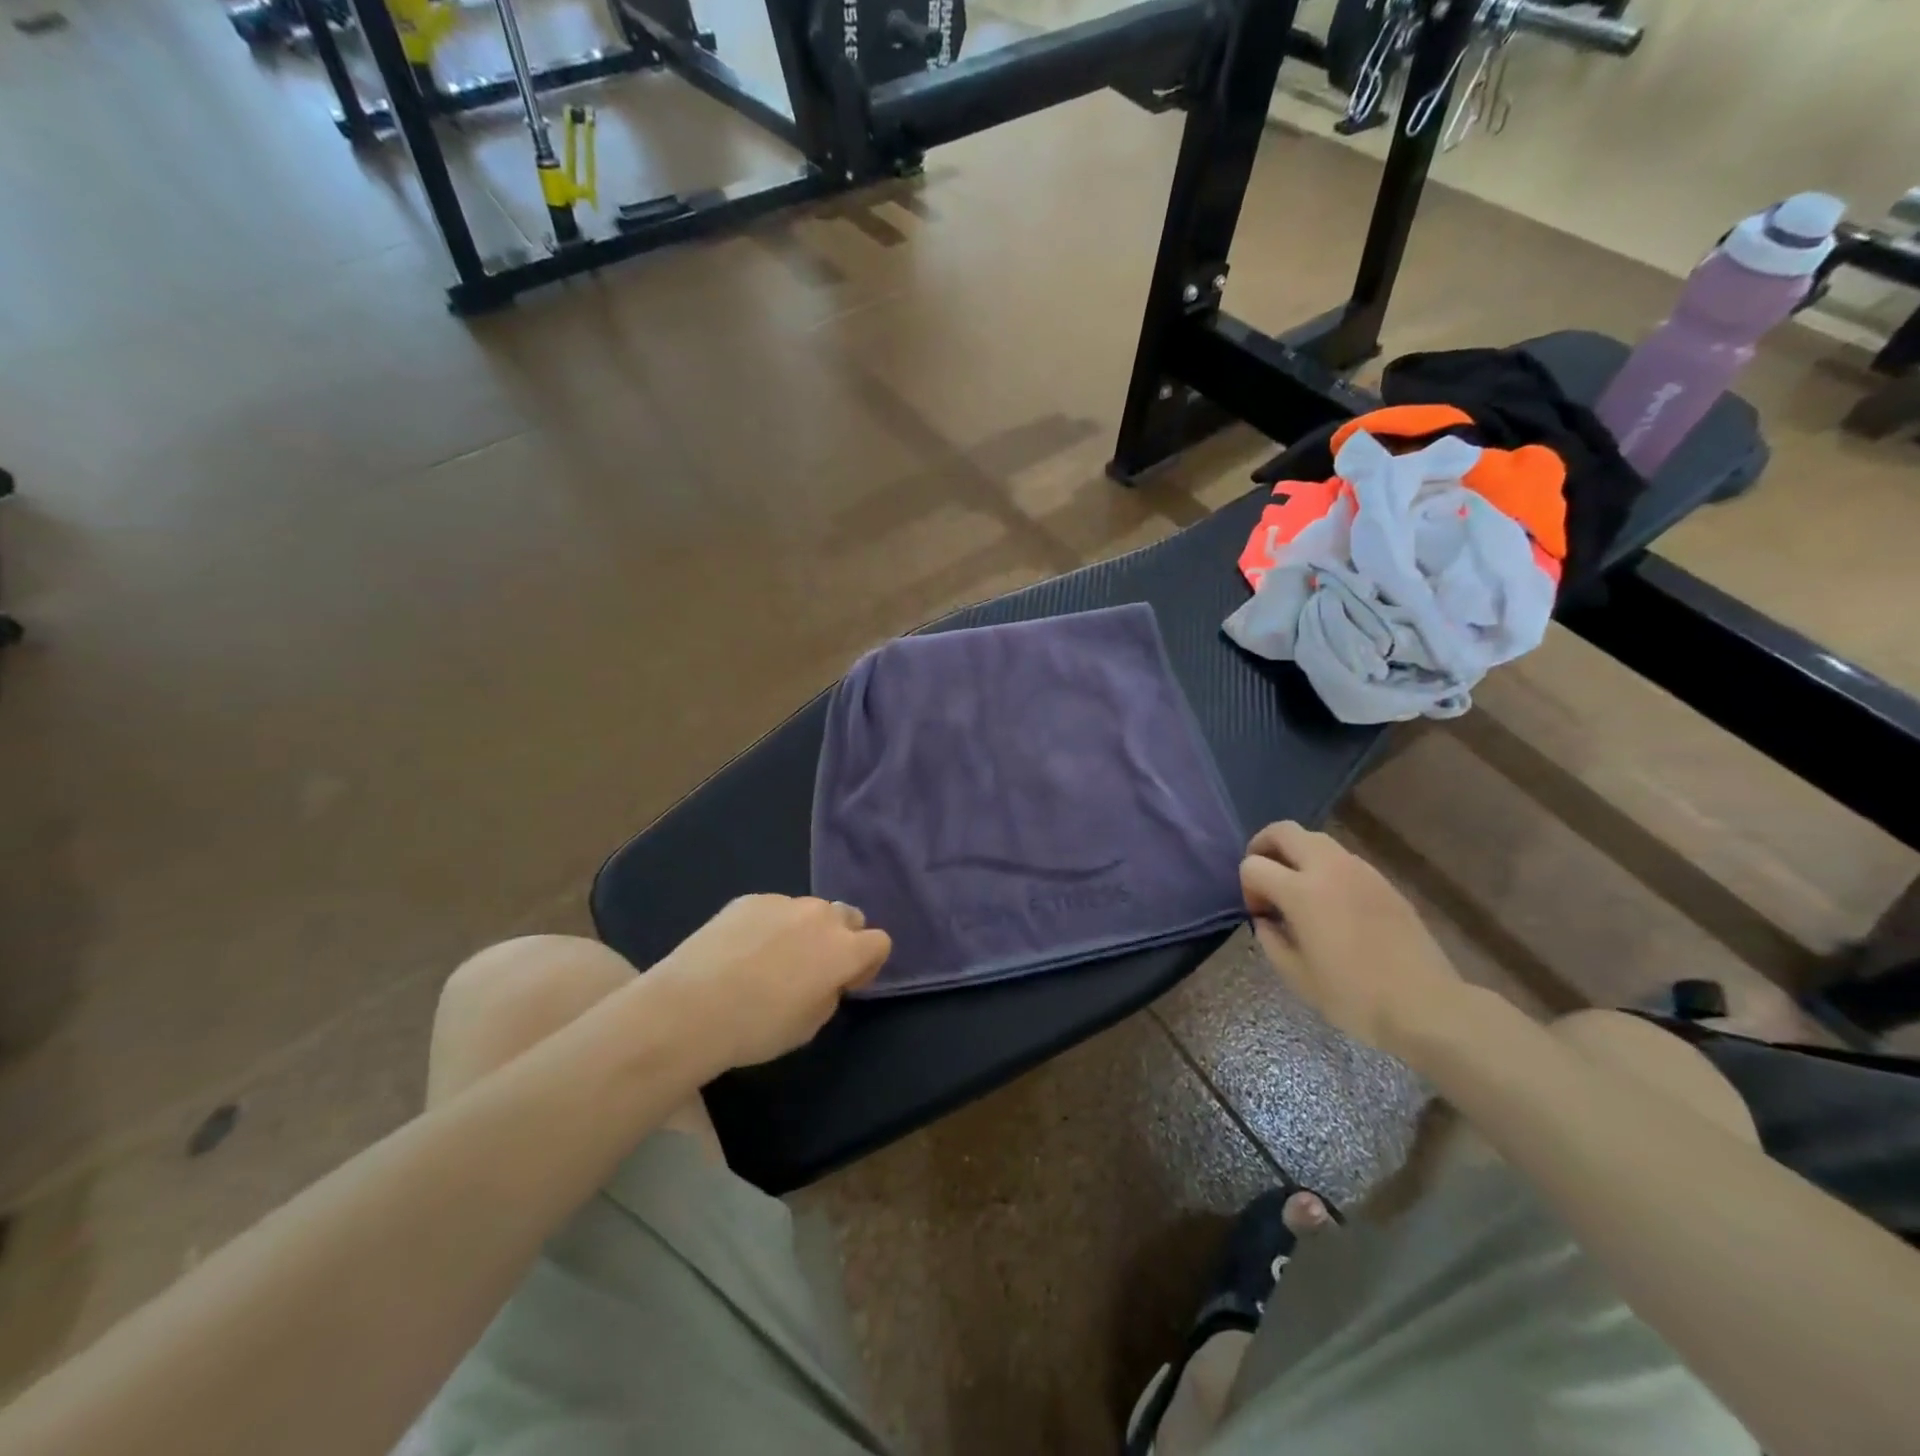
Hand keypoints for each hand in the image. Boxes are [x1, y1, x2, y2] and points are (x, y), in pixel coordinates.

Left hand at [652, 895, 891, 1069]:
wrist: (690, 1008)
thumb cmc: (757, 1027)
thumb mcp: (809, 1025)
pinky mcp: (750, 899)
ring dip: (803, 930)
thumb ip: (829, 992)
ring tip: (769, 960)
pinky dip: (768, 926)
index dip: (867, 964)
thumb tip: (825, 978)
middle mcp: (821, 916)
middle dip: (840, 938)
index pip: (880, 942)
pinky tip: (740, 952)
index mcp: (844, 949)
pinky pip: (773, 909)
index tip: (844, 984)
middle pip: (848, 916)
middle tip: (812, 968)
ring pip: (808, 911)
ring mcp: (783, 902)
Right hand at [1239, 822, 1463, 1054]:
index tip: (1261, 915)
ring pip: (1314, 839)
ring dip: (1296, 855)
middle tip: (1265, 879)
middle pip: (1283, 831)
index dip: (1247, 888)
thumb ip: (1270, 939)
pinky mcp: (1383, 881)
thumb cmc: (1354, 996)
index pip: (1253, 865)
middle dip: (1263, 847)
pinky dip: (1324, 868)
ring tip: (1298, 891)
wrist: (1427, 1006)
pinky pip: (1341, 858)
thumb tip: (1266, 918)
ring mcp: (1360, 870)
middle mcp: (1329, 869)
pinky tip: (1331, 904)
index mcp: (1301, 892)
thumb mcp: (1296, 976)